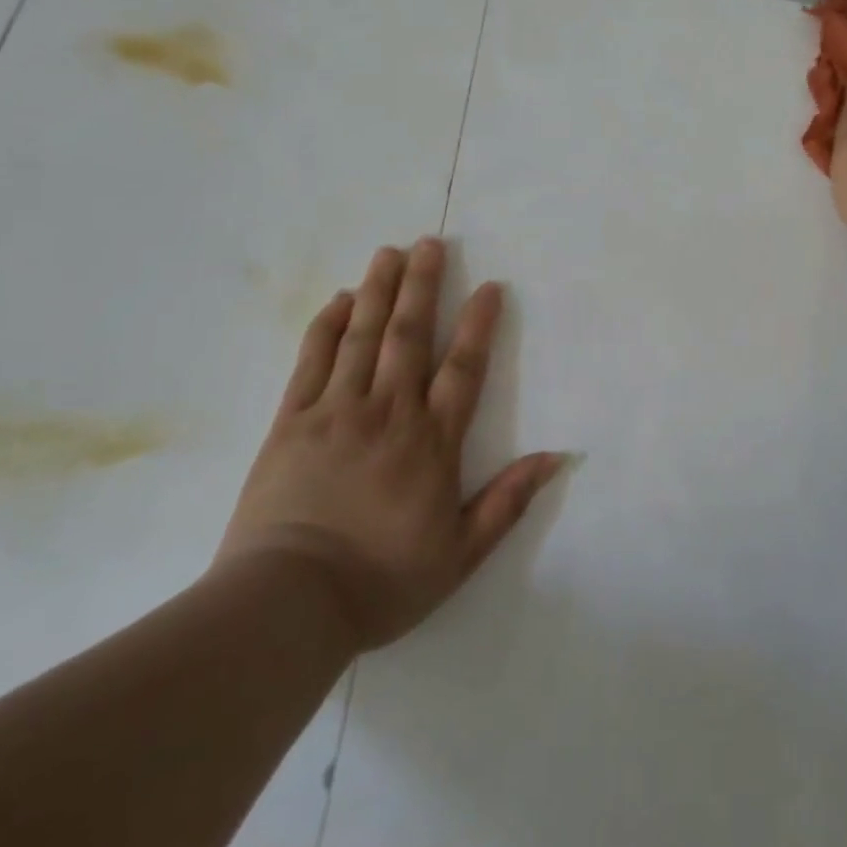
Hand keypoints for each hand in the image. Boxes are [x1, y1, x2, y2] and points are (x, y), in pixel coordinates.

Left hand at [217, 238, 567, 651]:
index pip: (463, 369)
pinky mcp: (292, 421)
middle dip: (422, 286)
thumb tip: (558, 457)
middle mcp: (388, 412)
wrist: (288, 603)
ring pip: (363, 337)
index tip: (488, 286)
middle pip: (409, 336)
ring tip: (389, 253)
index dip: (478, 324)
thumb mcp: (460, 553)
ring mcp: (336, 411)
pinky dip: (327, 326)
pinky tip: (339, 300)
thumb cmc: (382, 580)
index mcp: (431, 442)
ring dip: (378, 291)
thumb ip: (508, 501)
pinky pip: (312, 361)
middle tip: (429, 242)